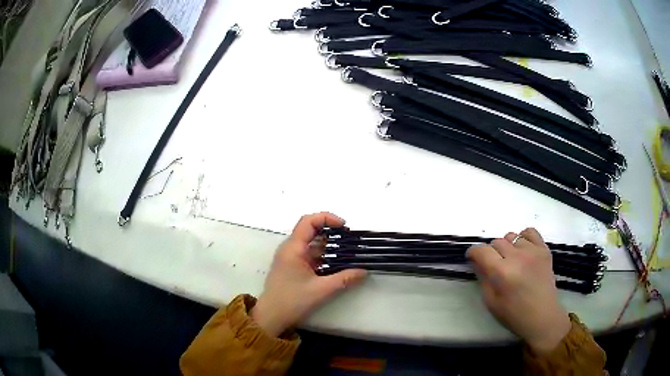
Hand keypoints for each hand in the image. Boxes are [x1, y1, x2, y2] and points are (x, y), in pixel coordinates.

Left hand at [251, 213, 366, 336]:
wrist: (272, 316)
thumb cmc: (292, 301)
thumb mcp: (321, 290)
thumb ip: (344, 279)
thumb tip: (364, 271)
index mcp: (293, 248)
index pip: (308, 221)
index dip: (327, 218)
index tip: (344, 226)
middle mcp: (290, 248)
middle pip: (310, 229)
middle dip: (331, 230)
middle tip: (349, 238)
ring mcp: (291, 257)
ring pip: (311, 242)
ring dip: (328, 244)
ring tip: (347, 250)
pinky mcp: (293, 266)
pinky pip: (310, 253)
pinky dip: (323, 255)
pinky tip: (336, 263)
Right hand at [466, 228, 570, 354]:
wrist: (542, 316)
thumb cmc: (513, 314)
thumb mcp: (491, 301)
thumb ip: (483, 278)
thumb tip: (476, 261)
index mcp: (501, 272)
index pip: (481, 251)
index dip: (474, 253)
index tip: (473, 258)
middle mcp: (517, 257)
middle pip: (497, 242)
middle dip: (491, 252)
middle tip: (495, 266)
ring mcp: (532, 251)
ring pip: (512, 237)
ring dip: (508, 247)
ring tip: (512, 261)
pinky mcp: (544, 249)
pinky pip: (529, 232)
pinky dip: (523, 238)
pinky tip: (523, 250)